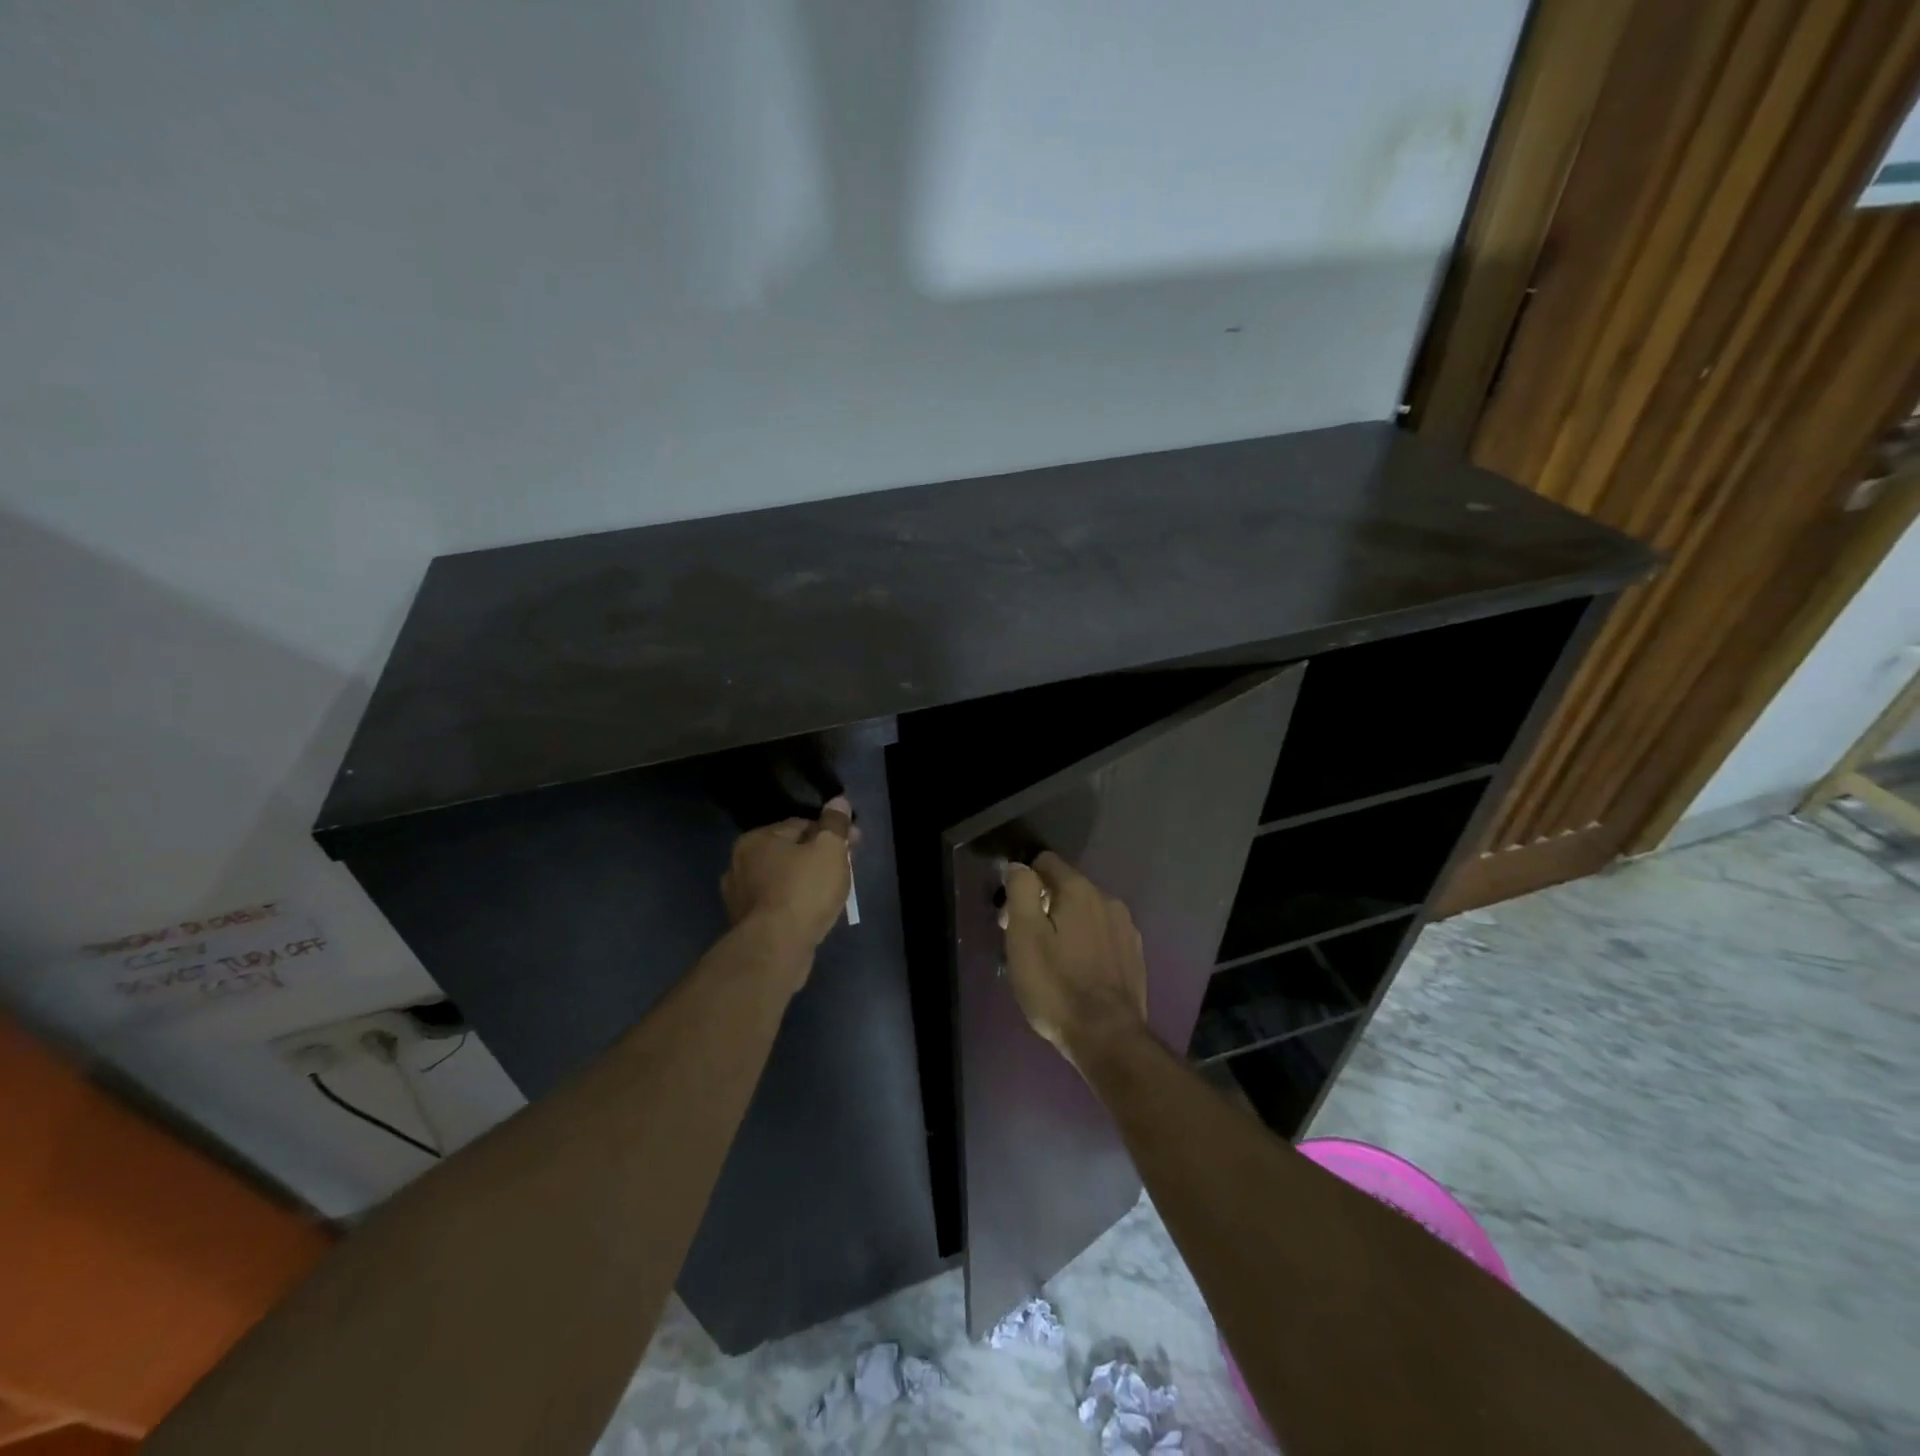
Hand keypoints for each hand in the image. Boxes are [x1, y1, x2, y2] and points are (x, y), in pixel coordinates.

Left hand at [721, 797, 856, 966]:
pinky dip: (796, 904)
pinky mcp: (746, 925)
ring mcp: (739, 897)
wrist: (776, 949)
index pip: (801, 824)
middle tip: (848, 869)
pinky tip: (814, 913)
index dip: (832, 832)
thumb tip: (839, 801)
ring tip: (834, 893)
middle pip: (791, 852)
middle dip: (820, 857)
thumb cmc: (803, 890)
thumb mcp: (829, 849)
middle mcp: (740, 864)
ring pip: (784, 879)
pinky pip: (778, 904)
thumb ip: (835, 823)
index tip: (854, 844)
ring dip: (808, 881)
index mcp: (756, 839)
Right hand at [1001, 851, 1149, 1069]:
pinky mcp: (1135, 955)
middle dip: (1043, 906)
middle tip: (1026, 944)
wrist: (1108, 1038)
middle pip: (1066, 888)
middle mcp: (1108, 899)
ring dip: (1066, 926)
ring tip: (1052, 962)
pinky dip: (1087, 945)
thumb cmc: (1056, 986)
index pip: (1045, 862)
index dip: (1023, 882)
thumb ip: (1021, 890)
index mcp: (1080, 890)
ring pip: (1086, 913)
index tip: (1011, 915)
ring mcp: (1126, 928)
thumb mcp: (1024, 935)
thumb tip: (1020, 867)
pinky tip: (1078, 973)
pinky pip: (1102, 936)